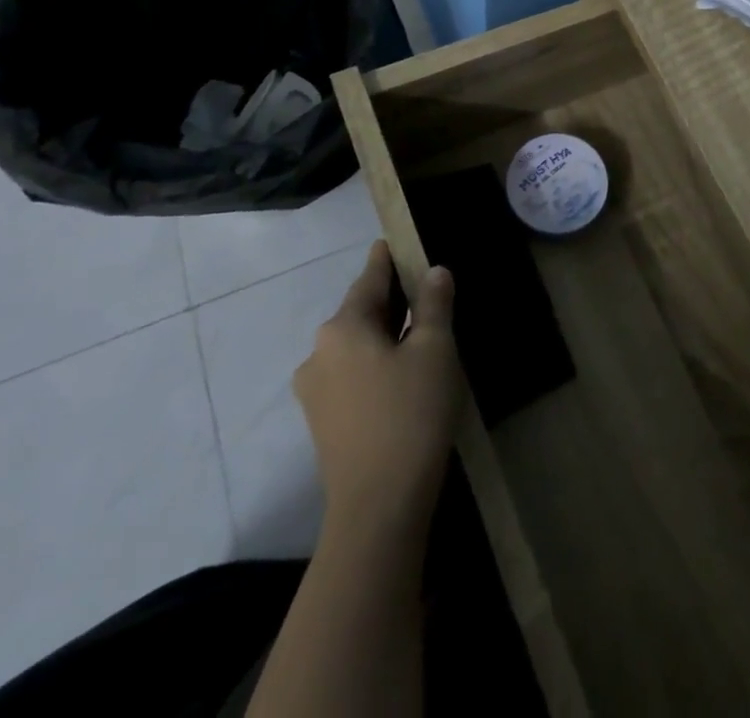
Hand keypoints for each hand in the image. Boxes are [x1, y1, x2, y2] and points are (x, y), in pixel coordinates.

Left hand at [293, 241, 463, 536]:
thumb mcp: (434, 350)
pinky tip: (402, 372)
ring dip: (384, 333)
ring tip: (419, 330)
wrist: (378, 507)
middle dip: (391, 299)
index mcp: (342, 328)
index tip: (394, 241)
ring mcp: (316, 391)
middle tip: (423, 287)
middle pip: (360, 312)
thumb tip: (434, 271)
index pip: (370, 279)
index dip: (387, 259)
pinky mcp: (323, 422)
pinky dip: (376, 362)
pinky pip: (352, 373)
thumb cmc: (410, 414)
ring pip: (356, 345)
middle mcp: (319, 353)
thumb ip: (434, 304)